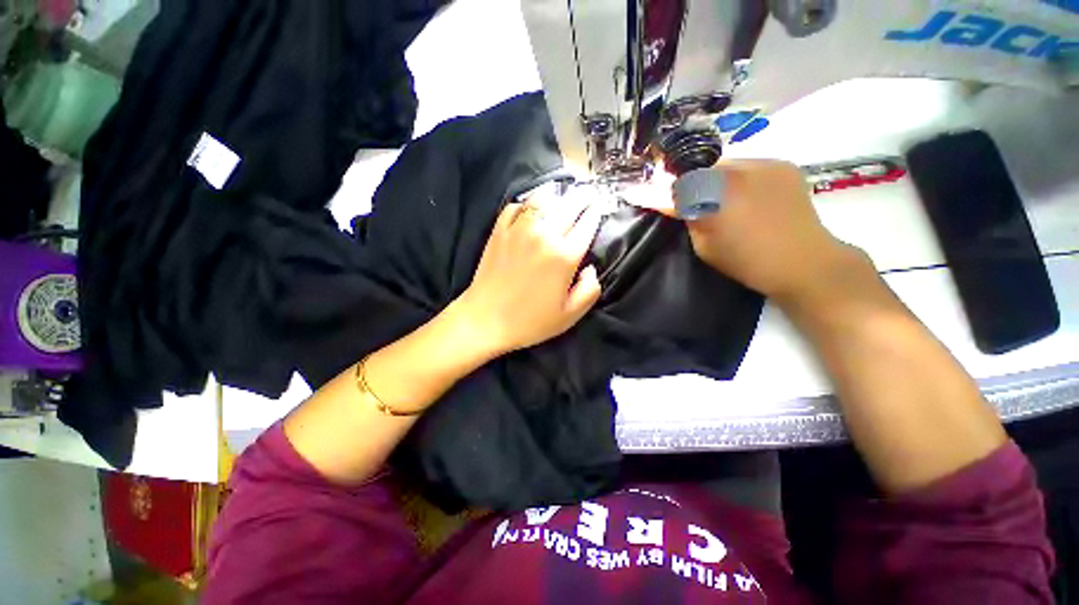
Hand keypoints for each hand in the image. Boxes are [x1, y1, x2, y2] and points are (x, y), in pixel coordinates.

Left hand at [453, 192, 602, 354]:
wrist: (485, 320)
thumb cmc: (530, 321)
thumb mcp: (570, 315)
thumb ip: (590, 289)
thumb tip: (590, 268)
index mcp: (564, 256)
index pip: (587, 224)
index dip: (595, 213)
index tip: (598, 208)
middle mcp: (544, 235)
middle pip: (569, 205)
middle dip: (582, 197)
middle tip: (587, 194)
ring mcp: (519, 230)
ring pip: (542, 199)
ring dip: (556, 194)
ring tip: (562, 195)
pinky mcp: (499, 231)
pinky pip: (515, 206)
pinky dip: (527, 203)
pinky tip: (531, 208)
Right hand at [677, 160, 867, 301]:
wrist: (802, 262)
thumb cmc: (746, 261)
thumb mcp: (704, 247)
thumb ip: (689, 221)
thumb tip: (676, 206)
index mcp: (716, 194)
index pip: (683, 183)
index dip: (678, 195)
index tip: (679, 208)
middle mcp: (739, 171)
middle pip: (706, 170)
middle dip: (700, 186)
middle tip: (705, 206)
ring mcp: (765, 164)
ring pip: (730, 166)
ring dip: (722, 181)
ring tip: (732, 202)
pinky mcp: (784, 166)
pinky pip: (752, 166)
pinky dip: (745, 179)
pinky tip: (753, 198)